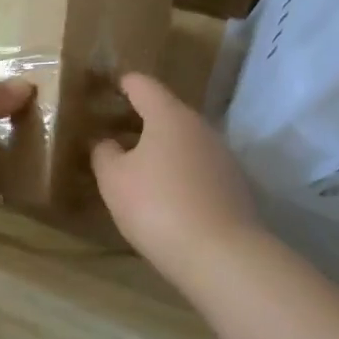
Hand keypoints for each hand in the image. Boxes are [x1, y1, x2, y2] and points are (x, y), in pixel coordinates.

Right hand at [92, 73, 262, 270]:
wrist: (222, 255)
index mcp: (169, 115)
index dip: (124, 83)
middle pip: (167, 112)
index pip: (143, 85)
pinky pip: (199, 167)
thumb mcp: (114, 180)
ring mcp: (222, 156)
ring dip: (163, 148)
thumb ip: (104, 153)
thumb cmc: (157, 206)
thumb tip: (108, 142)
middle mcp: (200, 127)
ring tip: (139, 166)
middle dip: (142, 119)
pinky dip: (181, 172)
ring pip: (185, 141)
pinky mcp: (234, 185)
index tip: (109, 87)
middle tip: (116, 132)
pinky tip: (167, 195)